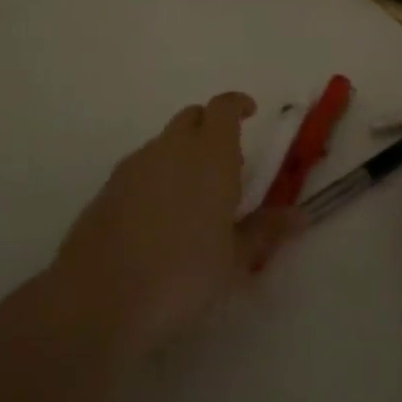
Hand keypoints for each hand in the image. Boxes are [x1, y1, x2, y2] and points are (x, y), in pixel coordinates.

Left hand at [52, 92, 301, 367]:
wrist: (101, 295)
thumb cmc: (183, 275)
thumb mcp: (235, 260)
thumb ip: (266, 231)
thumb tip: (300, 215)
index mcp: (210, 154)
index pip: (224, 107)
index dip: (237, 105)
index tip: (250, 113)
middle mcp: (172, 147)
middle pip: (192, 117)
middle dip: (210, 129)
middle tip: (226, 166)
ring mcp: (135, 163)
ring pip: (165, 142)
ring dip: (182, 154)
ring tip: (193, 199)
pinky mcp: (109, 186)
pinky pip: (142, 166)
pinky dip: (156, 176)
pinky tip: (158, 218)